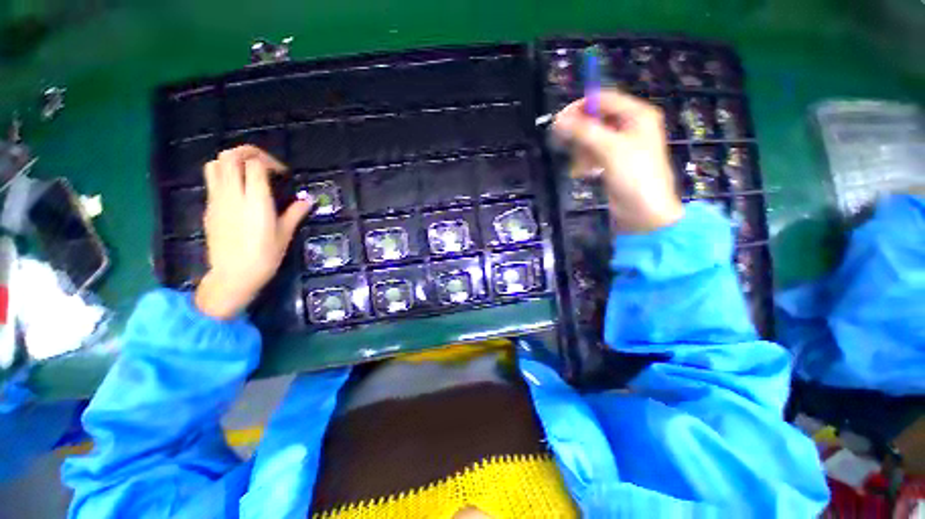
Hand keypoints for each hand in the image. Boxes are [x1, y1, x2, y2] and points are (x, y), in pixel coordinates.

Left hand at [194, 145, 313, 319]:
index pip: (255, 165)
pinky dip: (224, 174)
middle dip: (248, 152)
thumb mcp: (285, 234)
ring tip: (248, 172)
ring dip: (232, 161)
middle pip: (231, 156)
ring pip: (215, 164)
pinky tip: (238, 190)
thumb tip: (307, 200)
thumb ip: (295, 213)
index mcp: (256, 201)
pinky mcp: (209, 208)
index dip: (270, 162)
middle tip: (264, 163)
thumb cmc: (265, 257)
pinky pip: (212, 180)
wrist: (233, 276)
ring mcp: (217, 200)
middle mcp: (233, 195)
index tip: (282, 174)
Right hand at [552, 89, 683, 233]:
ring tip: (579, 166)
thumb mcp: (609, 149)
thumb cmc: (634, 176)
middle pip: (596, 120)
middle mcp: (629, 126)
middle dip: (580, 133)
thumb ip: (583, 132)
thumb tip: (558, 119)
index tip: (559, 120)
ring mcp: (621, 146)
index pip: (604, 100)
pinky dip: (585, 161)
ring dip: (581, 151)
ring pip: (592, 138)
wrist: (644, 212)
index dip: (581, 107)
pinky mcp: (612, 162)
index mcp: (637, 115)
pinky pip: (593, 154)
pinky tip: (584, 172)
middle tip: (563, 144)